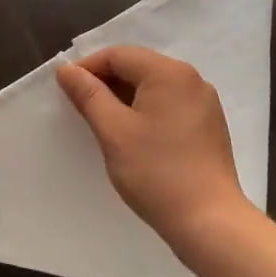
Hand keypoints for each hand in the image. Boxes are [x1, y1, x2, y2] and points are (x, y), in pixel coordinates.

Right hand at [57, 46, 248, 248]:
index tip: (66, 91)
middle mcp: (191, 78)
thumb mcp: (113, 130)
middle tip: (81, 108)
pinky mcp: (209, 124)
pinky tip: (134, 135)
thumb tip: (67, 69)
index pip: (119, 55)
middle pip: (138, 66)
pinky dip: (146, 110)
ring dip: (125, 96)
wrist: (209, 221)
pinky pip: (170, 103)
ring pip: (154, 86)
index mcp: (169, 72)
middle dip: (106, 82)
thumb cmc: (156, 172)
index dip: (88, 68)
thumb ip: (88, 95)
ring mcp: (204, 101)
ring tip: (104, 123)